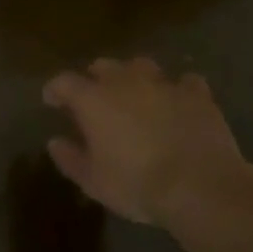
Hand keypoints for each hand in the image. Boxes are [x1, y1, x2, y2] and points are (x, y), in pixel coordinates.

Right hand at [43, 57, 252, 227]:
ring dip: (134, 76)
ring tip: (136, 92)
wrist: (200, 186)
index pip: (64, 82)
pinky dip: (179, 89)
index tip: (51, 100)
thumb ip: (70, 158)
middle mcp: (124, 81)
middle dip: (95, 77)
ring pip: (141, 65)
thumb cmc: (137, 185)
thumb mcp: (94, 182)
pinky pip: (185, 82)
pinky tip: (179, 101)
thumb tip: (55, 142)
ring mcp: (163, 83)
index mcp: (93, 99)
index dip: (55, 89)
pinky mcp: (196, 94)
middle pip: (103, 66)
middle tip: (95, 96)